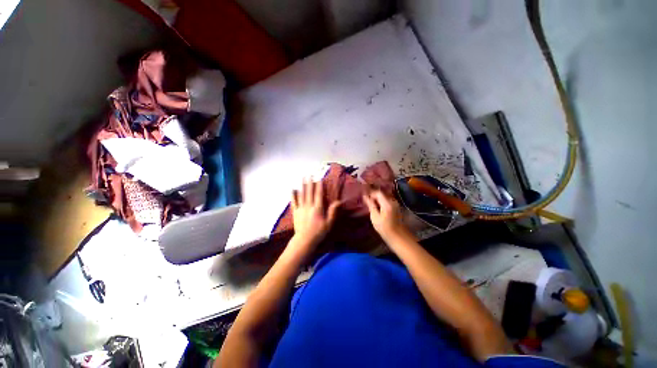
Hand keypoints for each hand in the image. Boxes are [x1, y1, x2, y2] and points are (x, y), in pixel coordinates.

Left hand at [291, 179, 340, 248]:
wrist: (304, 240)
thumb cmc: (318, 232)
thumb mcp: (328, 223)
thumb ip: (332, 211)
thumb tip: (338, 201)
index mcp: (317, 208)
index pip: (319, 194)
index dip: (319, 186)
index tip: (319, 178)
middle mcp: (309, 206)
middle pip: (309, 192)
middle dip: (310, 182)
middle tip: (309, 174)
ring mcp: (301, 208)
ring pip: (301, 195)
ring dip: (302, 186)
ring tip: (302, 178)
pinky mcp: (295, 212)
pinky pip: (294, 202)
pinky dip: (293, 195)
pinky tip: (292, 189)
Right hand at [363, 190, 409, 240]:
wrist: (398, 236)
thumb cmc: (384, 228)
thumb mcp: (375, 216)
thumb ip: (370, 205)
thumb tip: (365, 196)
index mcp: (387, 203)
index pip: (378, 192)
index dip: (370, 193)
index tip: (364, 196)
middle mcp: (393, 201)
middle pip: (382, 193)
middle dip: (373, 195)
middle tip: (366, 199)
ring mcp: (395, 204)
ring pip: (384, 197)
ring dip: (377, 198)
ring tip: (370, 203)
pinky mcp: (396, 207)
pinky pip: (387, 200)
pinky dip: (381, 201)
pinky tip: (376, 206)